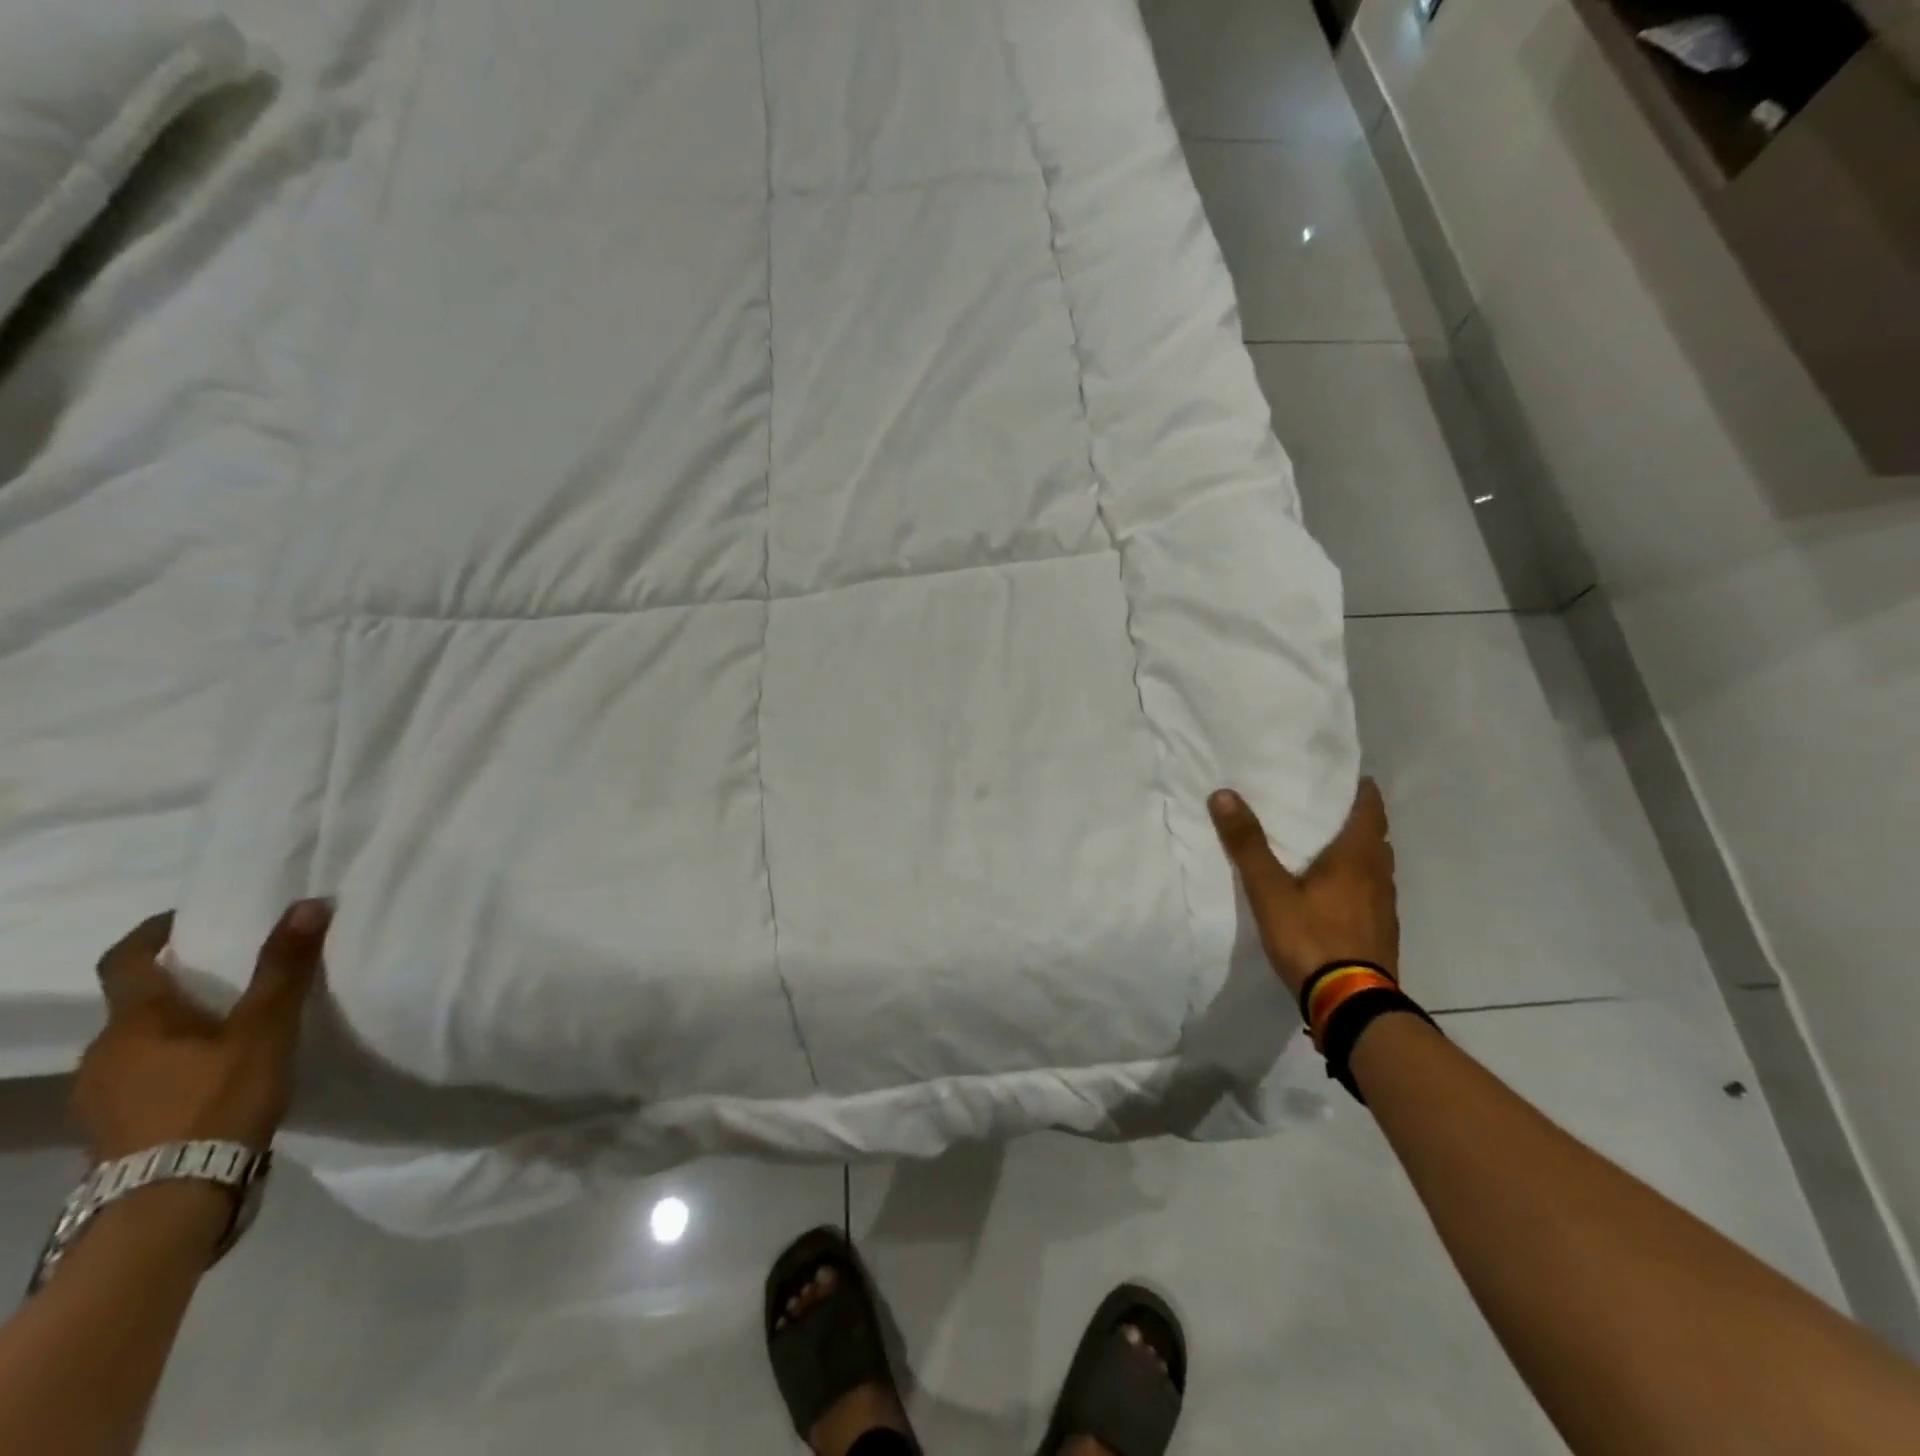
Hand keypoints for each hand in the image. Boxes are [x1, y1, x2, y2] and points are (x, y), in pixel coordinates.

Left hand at [74, 902, 330, 1161]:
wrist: (173, 1199)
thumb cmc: (218, 1099)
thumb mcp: (265, 1028)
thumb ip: (284, 967)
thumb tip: (308, 903)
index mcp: (135, 1022)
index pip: (126, 961)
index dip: (152, 934)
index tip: (185, 918)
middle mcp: (104, 1053)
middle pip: (134, 1006)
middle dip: (178, 987)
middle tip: (229, 977)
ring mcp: (100, 1097)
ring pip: (138, 1046)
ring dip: (175, 1031)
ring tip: (229, 1031)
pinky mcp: (112, 1131)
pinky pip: (140, 1080)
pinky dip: (172, 1067)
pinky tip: (210, 1080)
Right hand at [1208, 779, 1398, 998]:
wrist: (1351, 1004)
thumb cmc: (1311, 938)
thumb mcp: (1269, 890)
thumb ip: (1247, 844)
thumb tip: (1224, 794)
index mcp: (1357, 858)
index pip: (1370, 810)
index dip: (1362, 792)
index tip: (1350, 777)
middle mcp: (1379, 877)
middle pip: (1377, 838)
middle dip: (1359, 821)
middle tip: (1331, 811)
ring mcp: (1385, 908)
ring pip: (1378, 868)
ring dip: (1361, 854)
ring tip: (1332, 850)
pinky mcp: (1382, 934)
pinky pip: (1374, 895)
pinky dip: (1359, 884)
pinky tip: (1338, 897)